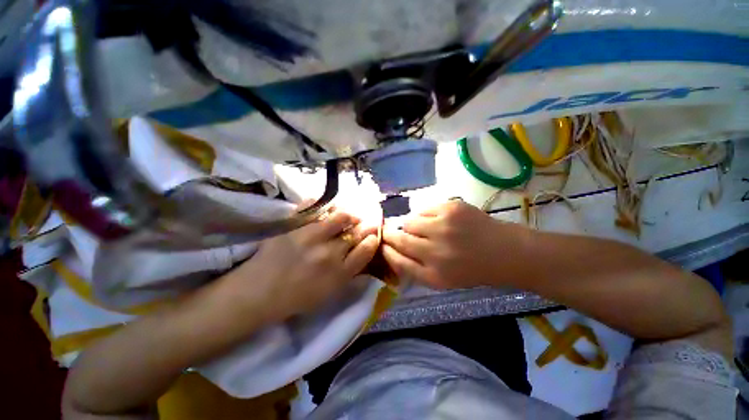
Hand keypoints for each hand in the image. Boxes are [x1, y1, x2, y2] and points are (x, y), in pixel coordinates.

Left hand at [224, 209, 378, 322]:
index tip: (373, 235)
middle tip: (367, 222)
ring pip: (342, 216)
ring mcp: (312, 237)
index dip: (373, 239)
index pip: (367, 249)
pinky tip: (330, 210)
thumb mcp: (329, 293)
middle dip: (367, 225)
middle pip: (357, 232)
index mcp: (339, 273)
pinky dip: (326, 206)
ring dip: (350, 214)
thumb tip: (362, 251)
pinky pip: (315, 208)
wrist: (258, 292)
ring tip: (350, 215)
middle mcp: (330, 253)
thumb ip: (349, 273)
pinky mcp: (295, 227)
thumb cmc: (296, 298)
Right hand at [382, 200, 527, 288]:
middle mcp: (436, 251)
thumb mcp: (442, 280)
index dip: (386, 250)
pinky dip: (425, 215)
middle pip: (399, 238)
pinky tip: (438, 221)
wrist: (506, 252)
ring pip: (409, 221)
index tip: (382, 244)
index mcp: (434, 275)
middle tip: (392, 232)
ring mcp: (444, 226)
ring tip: (424, 228)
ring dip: (411, 225)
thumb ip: (415, 269)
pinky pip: (424, 209)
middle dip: (390, 234)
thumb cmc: (472, 269)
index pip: (397, 260)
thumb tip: (391, 251)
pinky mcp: (451, 208)